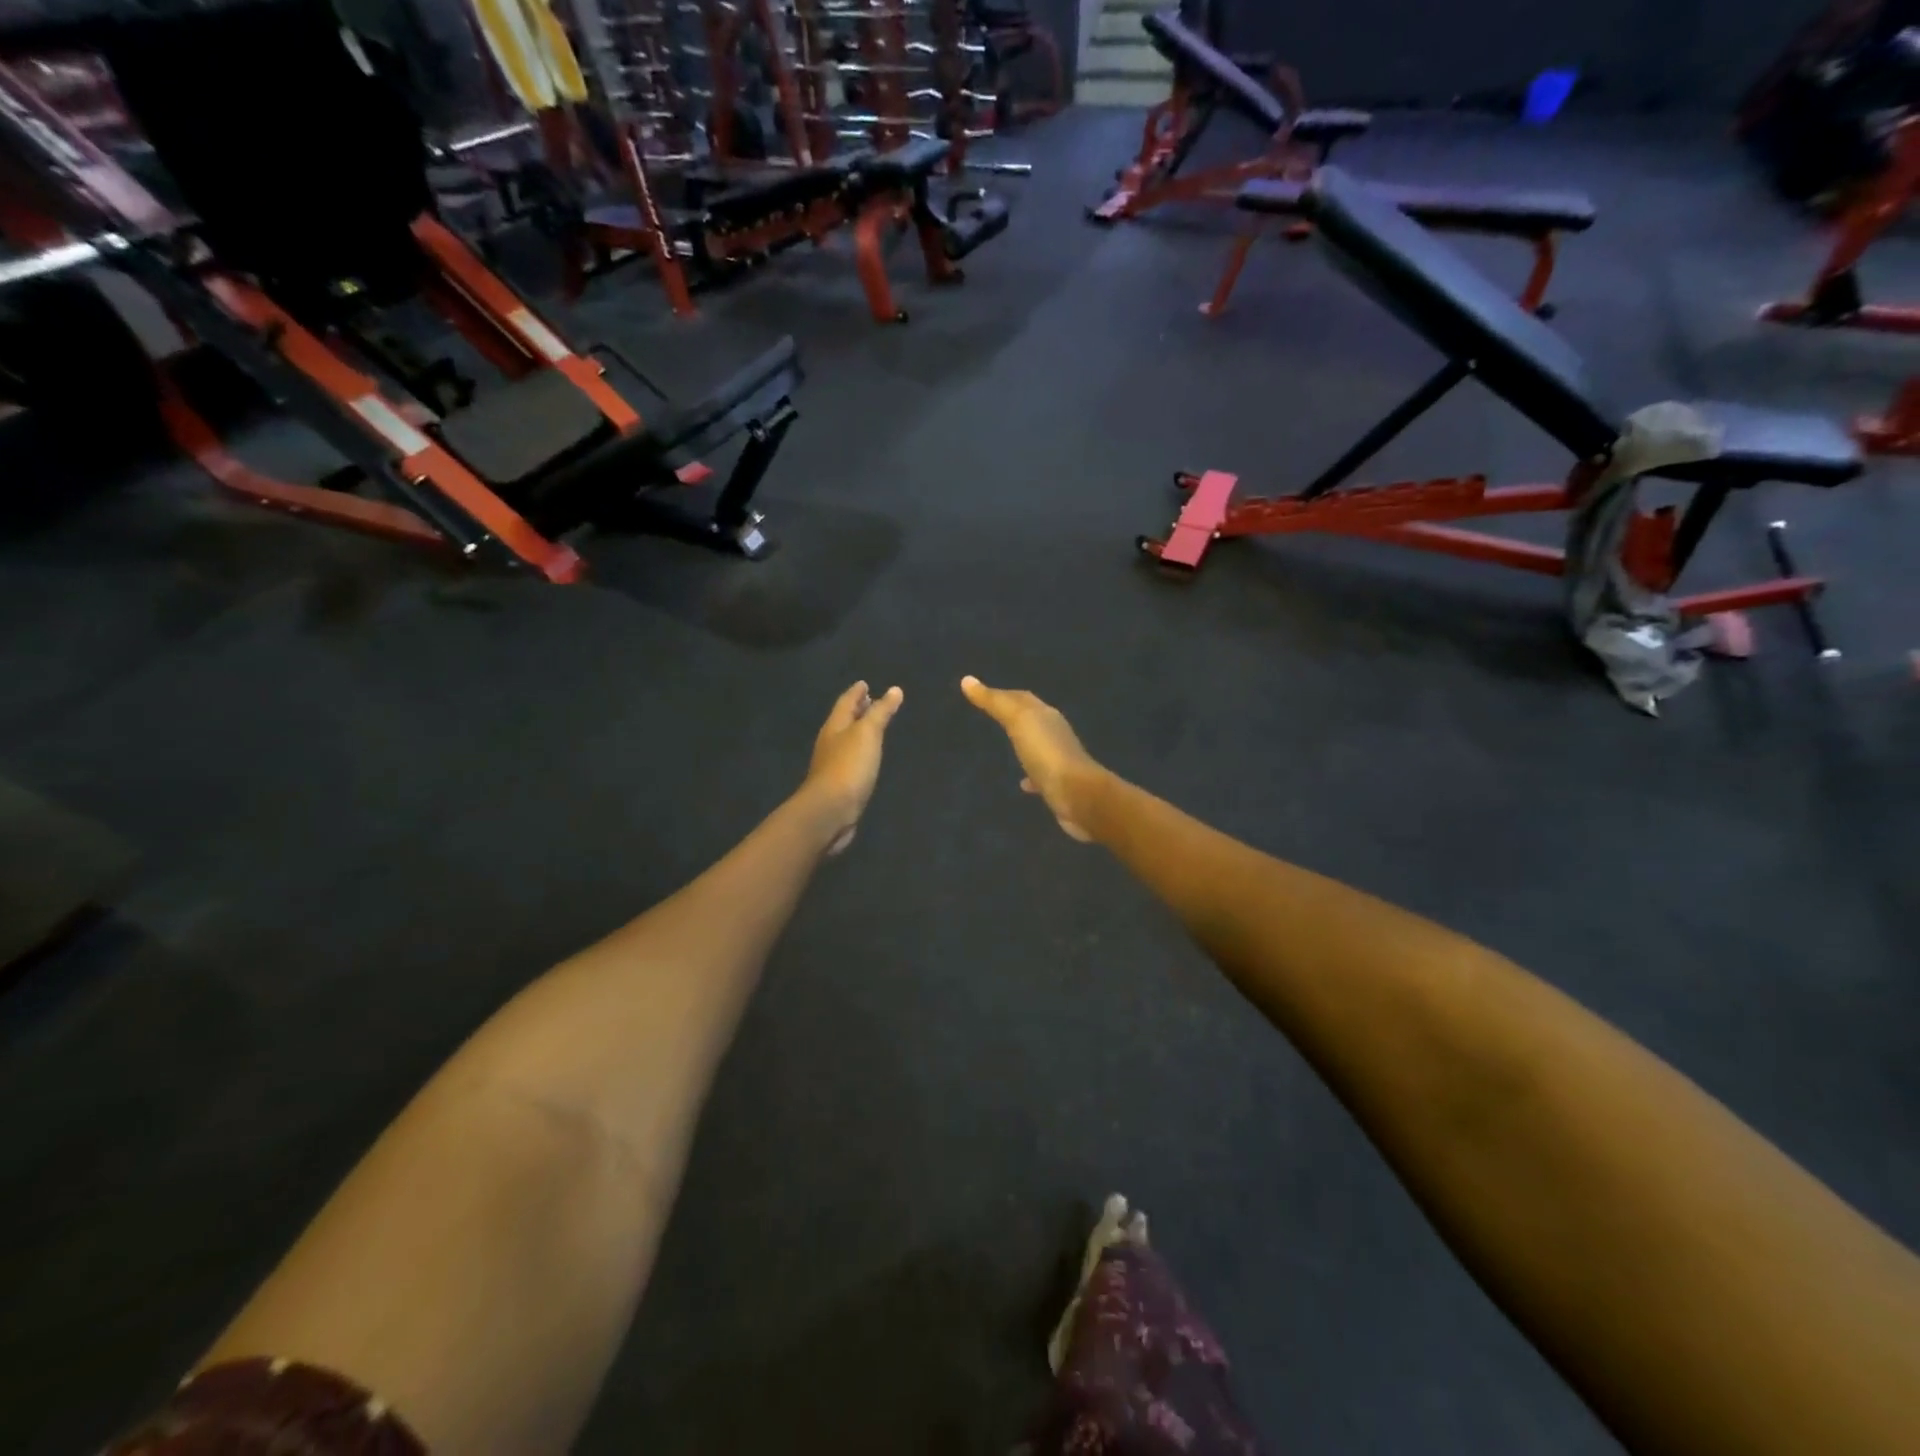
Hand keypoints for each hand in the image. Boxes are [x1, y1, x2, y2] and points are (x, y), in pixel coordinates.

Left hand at [804, 681, 903, 855]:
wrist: (830, 811)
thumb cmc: (849, 766)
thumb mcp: (867, 734)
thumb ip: (880, 713)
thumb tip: (894, 690)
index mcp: (834, 727)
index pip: (845, 703)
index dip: (856, 692)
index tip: (864, 683)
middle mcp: (830, 743)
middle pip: (843, 721)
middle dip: (856, 710)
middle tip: (870, 701)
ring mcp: (833, 765)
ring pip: (846, 741)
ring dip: (858, 732)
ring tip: (873, 727)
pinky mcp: (839, 785)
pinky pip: (851, 761)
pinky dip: (860, 753)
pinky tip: (868, 758)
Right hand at [960, 676, 1104, 842]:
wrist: (1077, 795)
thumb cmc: (1046, 753)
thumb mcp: (1018, 721)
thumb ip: (994, 702)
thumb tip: (967, 680)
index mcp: (1046, 715)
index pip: (1022, 698)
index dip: (1003, 694)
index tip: (982, 694)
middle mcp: (1055, 733)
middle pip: (1032, 719)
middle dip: (1015, 715)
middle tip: (993, 714)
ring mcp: (1058, 760)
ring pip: (1037, 746)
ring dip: (1024, 744)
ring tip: (1006, 746)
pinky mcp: (1058, 785)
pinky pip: (1041, 775)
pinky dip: (1031, 775)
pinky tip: (1022, 783)